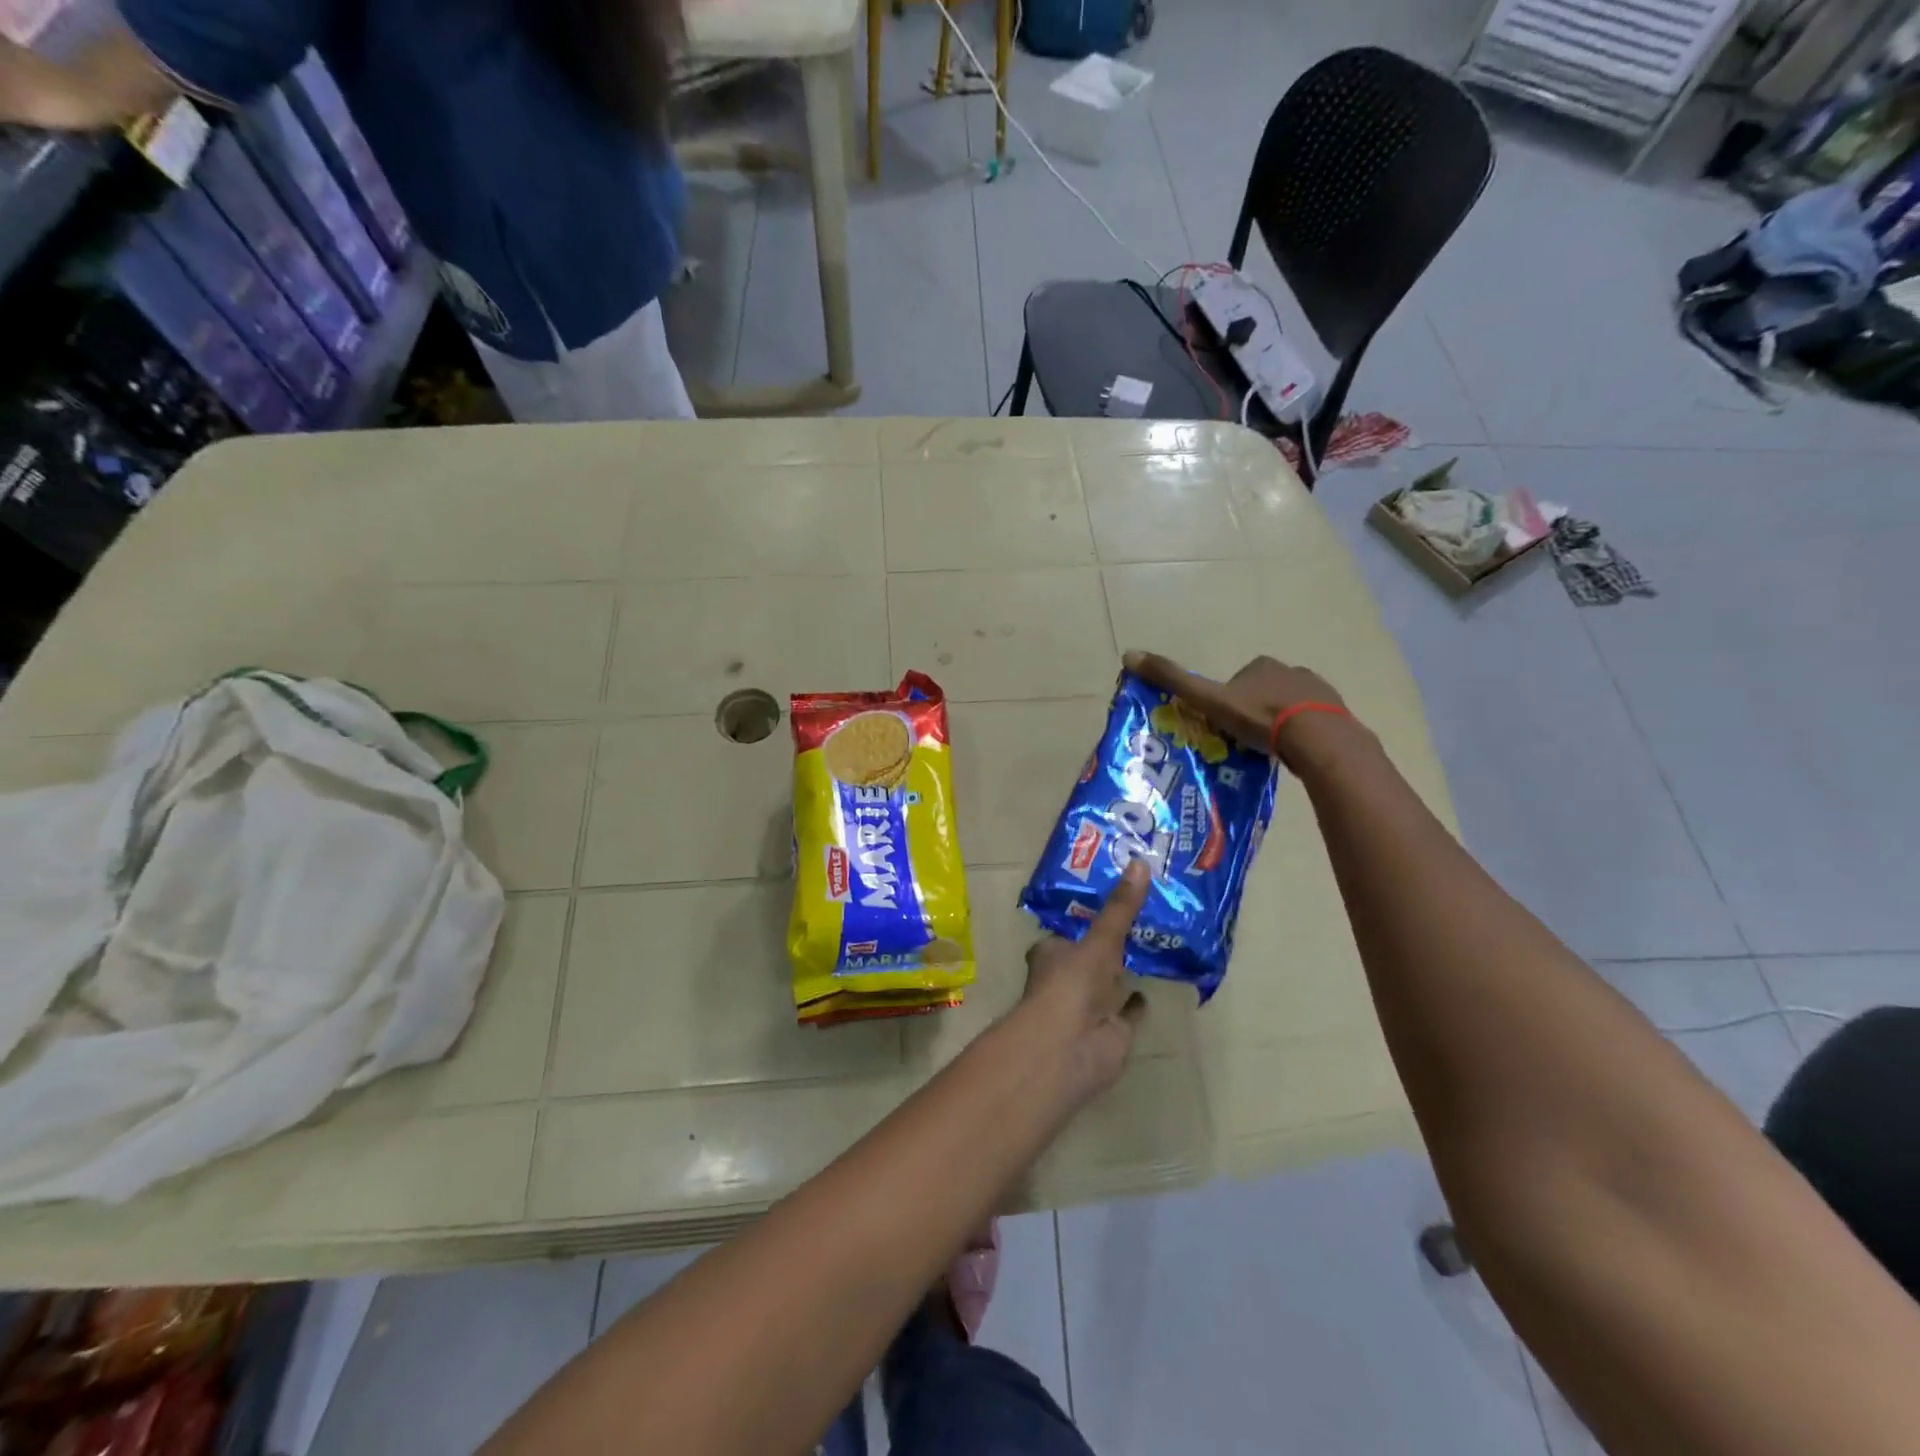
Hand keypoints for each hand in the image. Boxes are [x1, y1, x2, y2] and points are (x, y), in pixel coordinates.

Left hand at [1018, 860, 1151, 1107]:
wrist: (1071, 1048)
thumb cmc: (1072, 985)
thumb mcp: (1099, 940)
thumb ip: (1121, 908)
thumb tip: (1141, 862)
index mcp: (1053, 953)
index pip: (1069, 930)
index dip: (1088, 916)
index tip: (1114, 896)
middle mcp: (1069, 978)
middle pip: (1092, 955)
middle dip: (1110, 941)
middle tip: (1143, 914)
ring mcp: (1091, 1007)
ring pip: (1111, 983)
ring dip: (1125, 969)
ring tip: (1153, 943)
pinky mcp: (1113, 1031)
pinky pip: (1128, 1012)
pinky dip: (1136, 1003)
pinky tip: (1150, 989)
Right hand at [1123, 649, 1360, 775]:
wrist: (1317, 739)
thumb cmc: (1259, 718)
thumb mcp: (1209, 699)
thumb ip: (1173, 680)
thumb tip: (1128, 654)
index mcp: (1260, 665)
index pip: (1236, 680)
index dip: (1226, 702)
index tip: (1222, 725)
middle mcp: (1290, 670)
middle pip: (1263, 692)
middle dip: (1253, 712)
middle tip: (1244, 741)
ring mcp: (1317, 690)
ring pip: (1289, 706)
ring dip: (1278, 723)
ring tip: (1269, 750)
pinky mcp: (1336, 712)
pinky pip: (1312, 721)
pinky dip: (1301, 733)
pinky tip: (1294, 752)